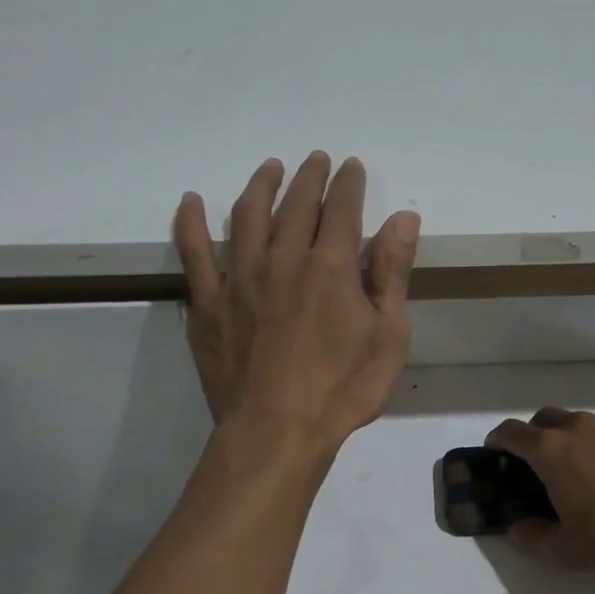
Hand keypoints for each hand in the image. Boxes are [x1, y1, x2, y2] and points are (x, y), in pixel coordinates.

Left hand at [173, 153, 419, 453]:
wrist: (276, 433)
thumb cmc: (343, 388)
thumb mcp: (388, 334)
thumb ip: (392, 272)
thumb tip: (403, 218)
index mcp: (331, 265)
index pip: (342, 208)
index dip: (349, 183)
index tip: (352, 166)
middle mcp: (283, 258)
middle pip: (296, 204)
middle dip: (309, 177)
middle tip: (316, 160)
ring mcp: (239, 278)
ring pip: (248, 216)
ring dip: (261, 185)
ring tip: (270, 168)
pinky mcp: (207, 303)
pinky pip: (194, 253)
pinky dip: (190, 223)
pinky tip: (191, 201)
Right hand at [484, 408, 594, 571]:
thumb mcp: (566, 549)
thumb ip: (534, 540)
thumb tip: (517, 531)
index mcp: (548, 450)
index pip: (511, 432)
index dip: (497, 440)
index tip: (493, 452)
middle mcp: (573, 429)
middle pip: (543, 418)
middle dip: (532, 435)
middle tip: (534, 463)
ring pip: (574, 423)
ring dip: (566, 439)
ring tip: (574, 471)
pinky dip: (594, 448)